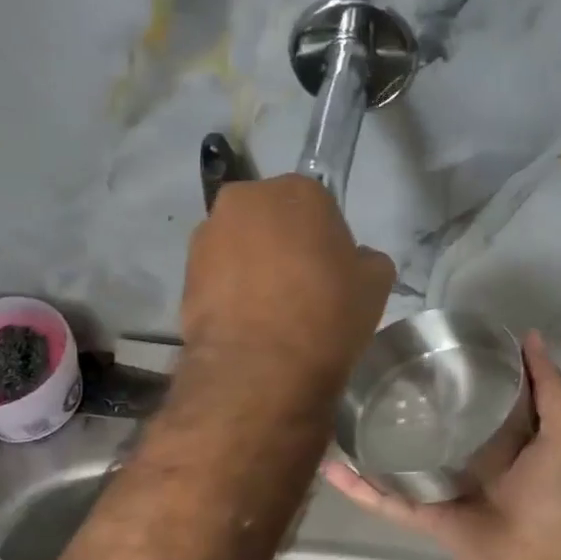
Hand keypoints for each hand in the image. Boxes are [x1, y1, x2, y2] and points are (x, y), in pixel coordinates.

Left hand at [181, 175, 395, 400]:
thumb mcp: (375, 285)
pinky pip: (217, 275)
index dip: (326, 241)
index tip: (331, 272)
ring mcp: (209, 234)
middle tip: (300, 288)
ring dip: (252, 266)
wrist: (261, 368)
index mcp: (298, 190)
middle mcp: (247, 199)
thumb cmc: (327, 315)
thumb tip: (354, 260)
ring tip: (268, 312)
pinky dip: (229, 292)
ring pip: (240, 245)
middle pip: (272, 218)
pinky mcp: (185, 272)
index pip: (318, 206)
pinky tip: (246, 324)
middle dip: (283, 244)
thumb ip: (367, 260)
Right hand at [323, 331, 560, 559]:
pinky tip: (332, 467)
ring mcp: (442, 491)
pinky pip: (387, 501)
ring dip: (371, 447)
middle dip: (405, 410)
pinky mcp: (425, 517)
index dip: (450, 378)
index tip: (425, 351)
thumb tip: (528, 335)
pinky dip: (359, 487)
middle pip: (428, 432)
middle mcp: (466, 463)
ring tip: (341, 419)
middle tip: (373, 378)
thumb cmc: (557, 491)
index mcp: (498, 441)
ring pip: (399, 464)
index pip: (468, 403)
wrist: (549, 559)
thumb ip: (549, 386)